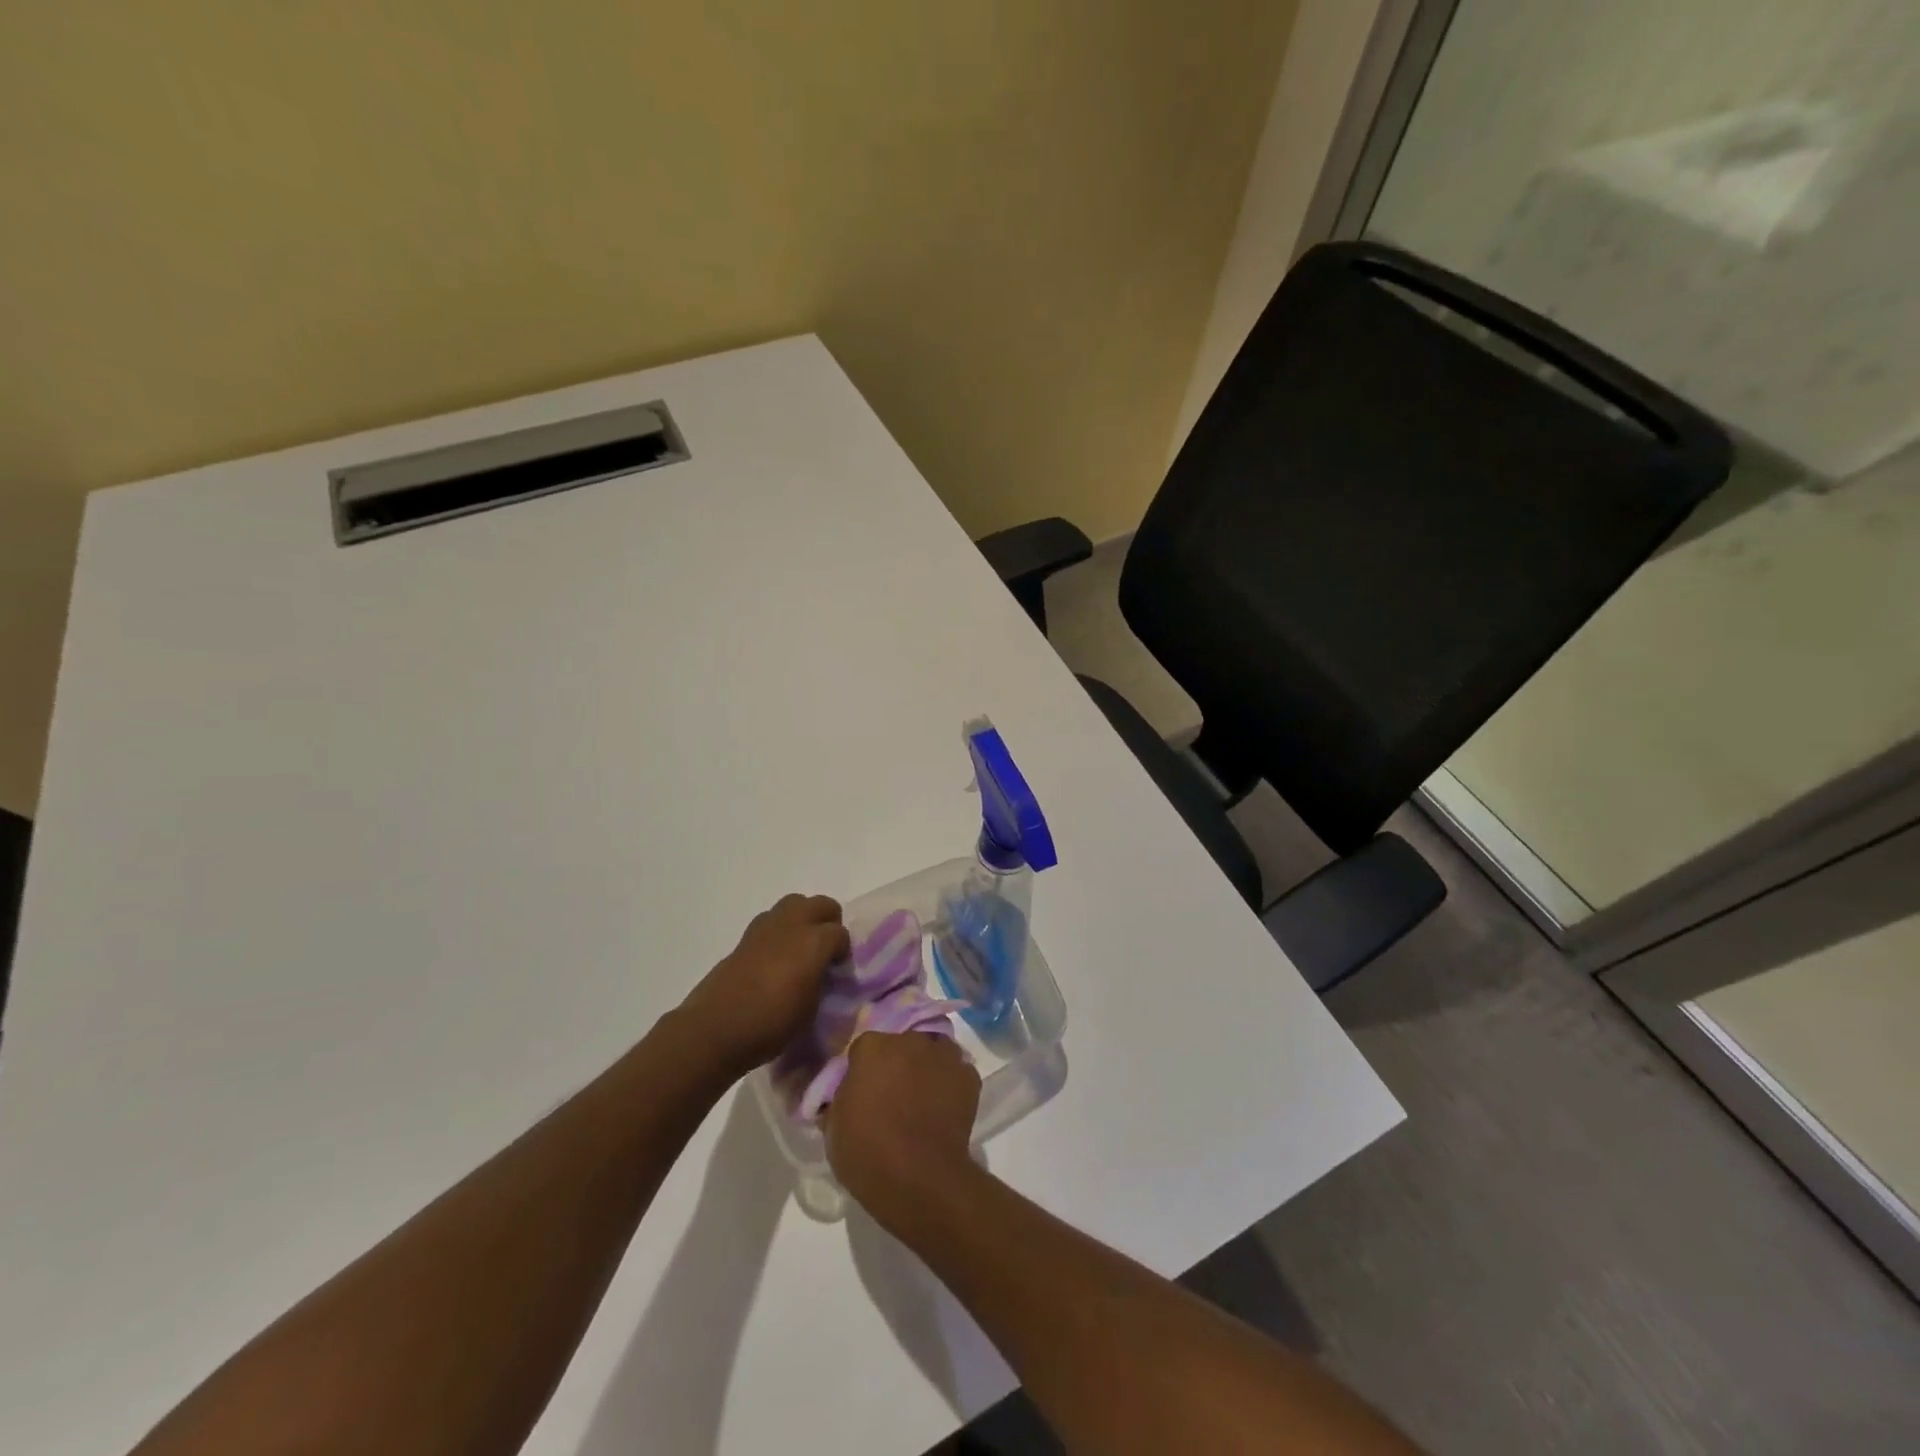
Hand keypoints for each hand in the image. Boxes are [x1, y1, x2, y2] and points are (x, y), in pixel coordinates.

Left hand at [680, 894, 849, 1075]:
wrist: (715, 1029)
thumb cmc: (771, 1024)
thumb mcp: (811, 1008)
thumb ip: (821, 981)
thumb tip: (821, 972)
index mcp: (814, 942)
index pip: (840, 933)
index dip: (843, 951)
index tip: (838, 970)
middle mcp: (792, 925)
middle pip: (820, 904)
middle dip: (828, 921)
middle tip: (825, 949)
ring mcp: (765, 927)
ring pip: (794, 904)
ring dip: (802, 919)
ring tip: (800, 948)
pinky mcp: (745, 937)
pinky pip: (771, 920)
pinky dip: (780, 931)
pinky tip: (776, 957)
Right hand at [827, 1031, 981, 1224]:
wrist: (920, 1179)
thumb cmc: (868, 1152)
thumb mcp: (834, 1127)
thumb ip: (841, 1098)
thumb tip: (847, 1094)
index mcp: (872, 1047)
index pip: (864, 1048)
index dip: (863, 1069)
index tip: (862, 1091)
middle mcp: (909, 1040)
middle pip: (901, 1045)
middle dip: (897, 1064)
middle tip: (893, 1095)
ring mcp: (943, 1056)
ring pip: (933, 1053)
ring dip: (927, 1068)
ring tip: (922, 1100)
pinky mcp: (969, 1077)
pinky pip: (956, 1073)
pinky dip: (951, 1086)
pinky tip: (944, 1109)